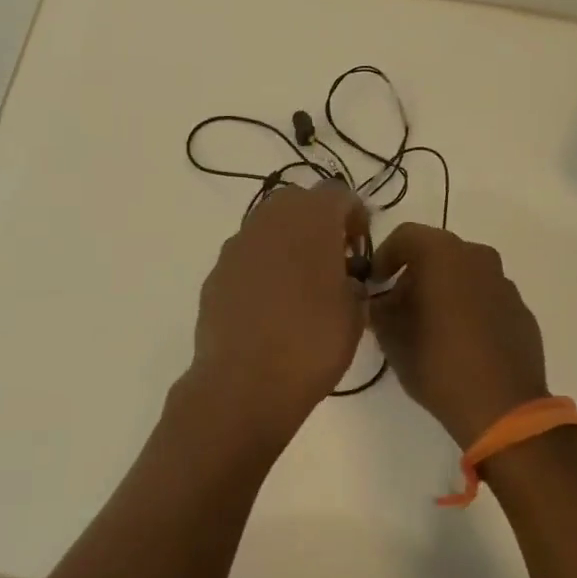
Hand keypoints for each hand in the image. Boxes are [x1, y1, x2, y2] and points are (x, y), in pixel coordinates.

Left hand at [178, 181, 370, 453]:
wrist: (244, 383)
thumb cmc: (312, 342)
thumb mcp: (356, 312)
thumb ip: (354, 282)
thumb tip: (344, 277)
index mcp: (310, 218)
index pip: (338, 194)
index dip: (355, 217)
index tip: (360, 250)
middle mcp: (269, 220)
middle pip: (298, 203)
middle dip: (318, 224)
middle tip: (333, 262)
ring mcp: (237, 245)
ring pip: (269, 227)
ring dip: (288, 244)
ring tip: (302, 286)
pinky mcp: (215, 273)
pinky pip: (247, 257)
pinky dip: (262, 268)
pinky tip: (270, 306)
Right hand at [369, 225, 547, 448]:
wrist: (503, 408)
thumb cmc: (438, 363)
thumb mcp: (391, 336)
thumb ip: (378, 308)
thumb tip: (377, 300)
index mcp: (443, 254)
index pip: (405, 236)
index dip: (384, 257)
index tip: (375, 284)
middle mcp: (477, 257)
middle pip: (436, 252)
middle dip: (414, 273)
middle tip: (398, 306)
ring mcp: (504, 283)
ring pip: (464, 273)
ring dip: (443, 289)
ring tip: (429, 325)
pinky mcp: (521, 310)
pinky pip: (485, 297)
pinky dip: (468, 307)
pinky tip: (460, 341)